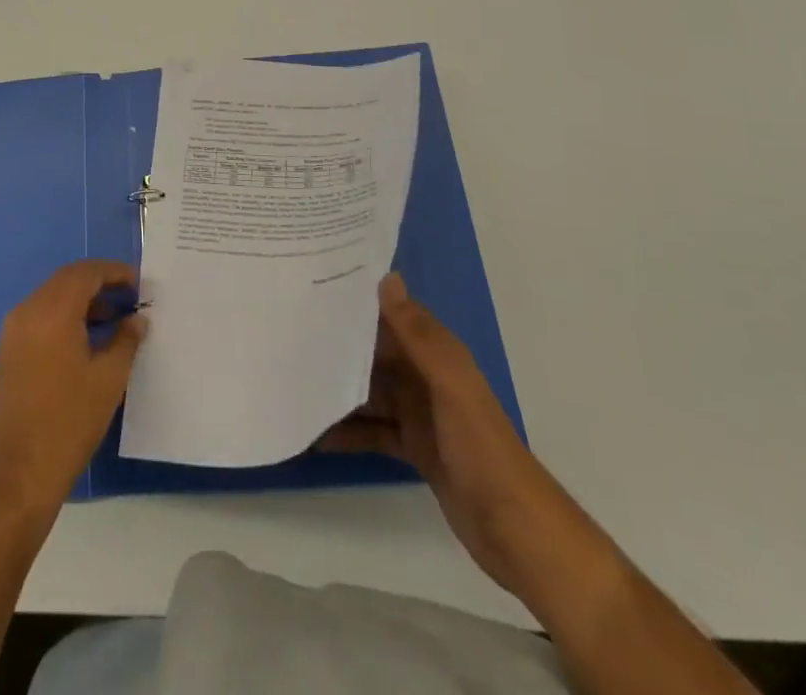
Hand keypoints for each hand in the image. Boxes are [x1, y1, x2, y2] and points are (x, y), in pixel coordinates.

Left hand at [0, 260, 146, 521]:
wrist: (19, 472)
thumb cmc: (69, 421)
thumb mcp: (109, 379)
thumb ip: (126, 340)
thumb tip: (137, 319)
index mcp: (52, 311)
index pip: (85, 273)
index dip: (113, 272)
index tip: (137, 283)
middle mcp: (28, 311)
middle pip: (66, 280)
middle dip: (98, 282)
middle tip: (127, 296)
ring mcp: (13, 331)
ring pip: (51, 297)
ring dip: (80, 300)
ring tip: (112, 319)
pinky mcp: (7, 351)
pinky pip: (39, 317)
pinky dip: (63, 316)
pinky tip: (85, 339)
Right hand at [320, 272, 603, 599]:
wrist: (516, 530)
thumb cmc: (480, 447)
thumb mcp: (449, 385)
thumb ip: (417, 334)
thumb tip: (386, 276)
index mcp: (436, 354)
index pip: (391, 315)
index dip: (357, 302)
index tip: (314, 287)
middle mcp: (426, 377)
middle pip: (375, 353)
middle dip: (338, 346)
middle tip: (289, 337)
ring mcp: (420, 415)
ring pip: (370, 392)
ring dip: (338, 390)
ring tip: (293, 383)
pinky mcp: (415, 449)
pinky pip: (374, 431)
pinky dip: (349, 432)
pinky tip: (316, 436)